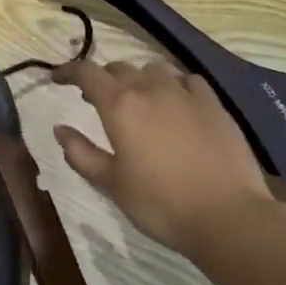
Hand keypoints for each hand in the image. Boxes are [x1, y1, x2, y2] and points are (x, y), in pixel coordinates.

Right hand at [51, 59, 274, 255]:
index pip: (88, 73)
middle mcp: (151, 89)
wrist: (228, 215)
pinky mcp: (214, 104)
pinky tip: (177, 102)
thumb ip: (81, 153)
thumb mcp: (112, 184)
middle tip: (95, 98)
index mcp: (121, 106)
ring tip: (138, 98)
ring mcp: (186, 94)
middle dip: (103, 78)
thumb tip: (60, 130)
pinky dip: (174, 84)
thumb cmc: (161, 204)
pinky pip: (188, 80)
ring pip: (154, 69)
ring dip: (138, 78)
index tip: (57, 78)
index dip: (69, 71)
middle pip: (120, 68)